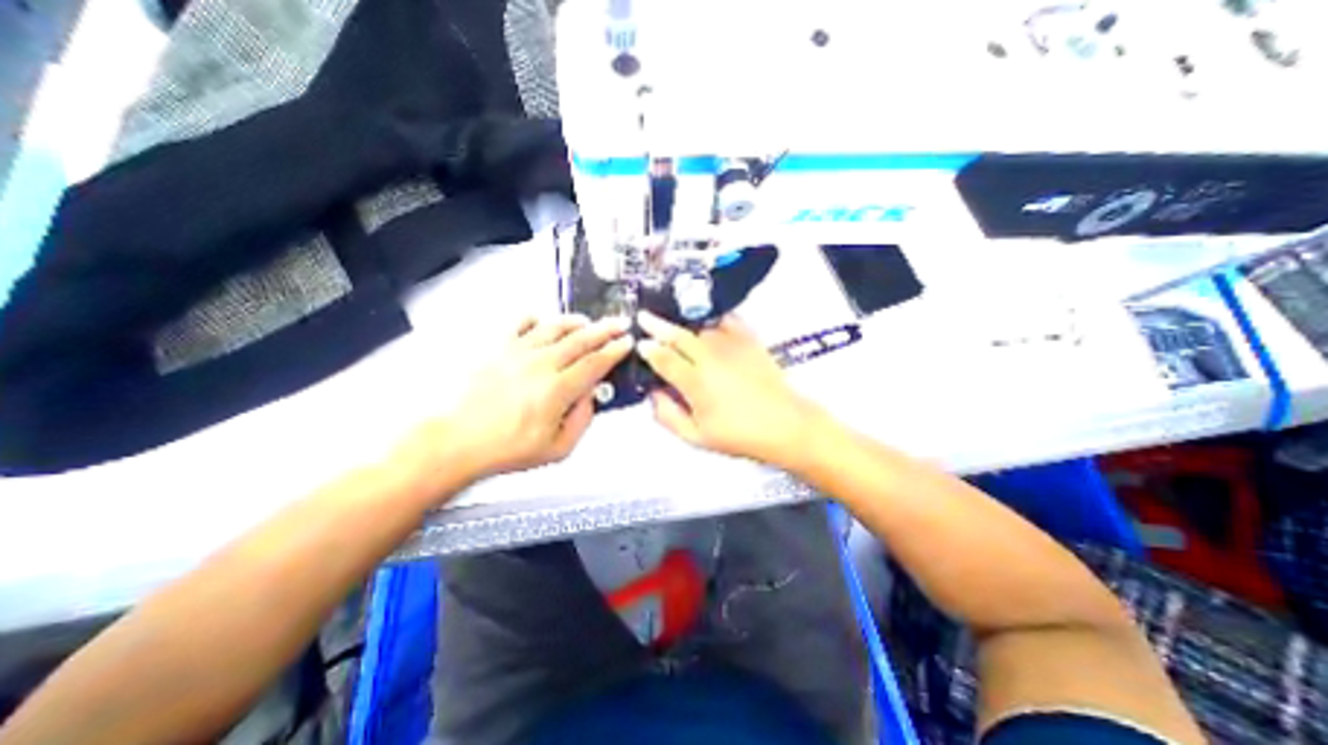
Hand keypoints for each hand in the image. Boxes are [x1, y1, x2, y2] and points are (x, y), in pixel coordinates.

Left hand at [447, 312, 630, 476]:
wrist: (458, 442)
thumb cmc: (508, 449)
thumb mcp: (558, 449)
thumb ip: (582, 420)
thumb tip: (591, 396)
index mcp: (557, 389)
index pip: (595, 363)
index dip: (614, 350)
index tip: (627, 342)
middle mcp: (540, 364)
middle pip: (580, 339)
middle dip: (604, 329)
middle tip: (618, 323)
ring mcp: (517, 352)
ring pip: (554, 327)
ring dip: (575, 322)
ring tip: (587, 321)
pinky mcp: (497, 348)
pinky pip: (519, 324)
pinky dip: (535, 319)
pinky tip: (542, 320)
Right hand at [635, 310, 827, 467]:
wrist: (784, 425)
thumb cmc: (740, 435)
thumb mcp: (696, 437)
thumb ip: (668, 415)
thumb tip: (653, 394)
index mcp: (695, 382)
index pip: (663, 358)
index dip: (647, 349)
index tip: (639, 343)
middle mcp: (710, 358)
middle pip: (678, 335)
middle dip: (657, 325)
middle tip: (643, 317)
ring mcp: (731, 346)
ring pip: (699, 328)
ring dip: (682, 324)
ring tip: (671, 322)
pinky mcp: (749, 340)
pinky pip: (727, 320)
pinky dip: (712, 317)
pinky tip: (706, 320)